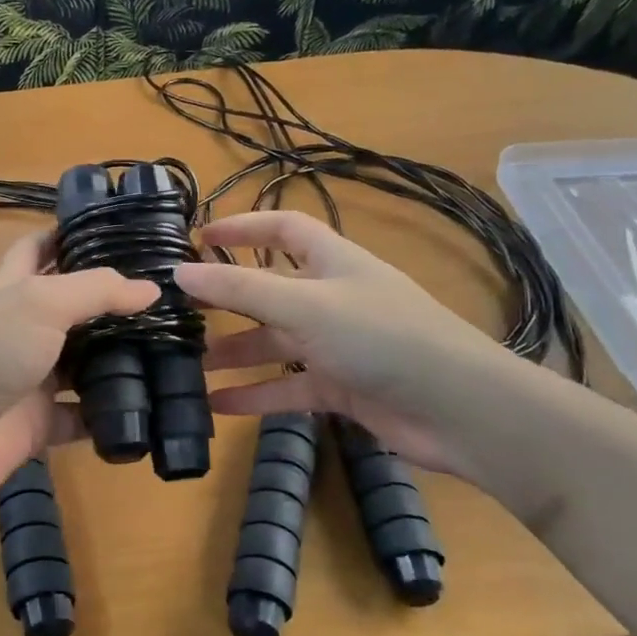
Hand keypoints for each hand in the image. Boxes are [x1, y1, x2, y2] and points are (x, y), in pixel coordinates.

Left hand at [0, 231, 158, 510]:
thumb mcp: (39, 303)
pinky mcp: (39, 423)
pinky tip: (149, 407)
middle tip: (167, 297)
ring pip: (82, 363)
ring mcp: (31, 377)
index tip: (118, 230)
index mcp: (12, 288)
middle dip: (111, 302)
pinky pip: (82, 416)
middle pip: (72, 308)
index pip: (39, 248)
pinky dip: (108, 414)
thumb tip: (151, 289)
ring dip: (118, 359)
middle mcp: (22, 329)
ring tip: (173, 349)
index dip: (70, 235)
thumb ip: (95, 291)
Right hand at [173, 211, 528, 476]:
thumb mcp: (304, 306)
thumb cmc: (380, 337)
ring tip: (188, 367)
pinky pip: (288, 387)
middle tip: (179, 313)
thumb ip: (241, 290)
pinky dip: (256, 396)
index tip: (199, 238)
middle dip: (226, 300)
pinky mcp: (341, 386)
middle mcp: (332, 298)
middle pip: (269, 290)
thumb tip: (180, 272)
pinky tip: (218, 407)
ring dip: (235, 354)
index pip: (282, 229)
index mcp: (331, 262)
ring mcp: (337, 345)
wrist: (457, 408)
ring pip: (274, 343)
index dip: (243, 227)